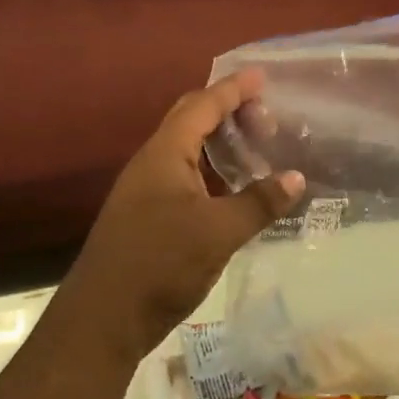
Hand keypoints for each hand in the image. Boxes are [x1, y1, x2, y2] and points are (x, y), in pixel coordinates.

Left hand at [59, 70, 303, 367]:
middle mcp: (152, 164)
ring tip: (257, 147)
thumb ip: (259, 202)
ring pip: (187, 150)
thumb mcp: (218, 232)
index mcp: (164, 155)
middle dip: (227, 111)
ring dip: (220, 142)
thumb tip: (297, 177)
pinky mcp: (148, 215)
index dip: (232, 90)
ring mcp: (146, 190)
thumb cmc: (160, 265)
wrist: (102, 321)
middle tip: (266, 118)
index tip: (261, 76)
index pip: (201, 106)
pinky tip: (234, 188)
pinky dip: (212, 170)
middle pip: (190, 120)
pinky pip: (186, 175)